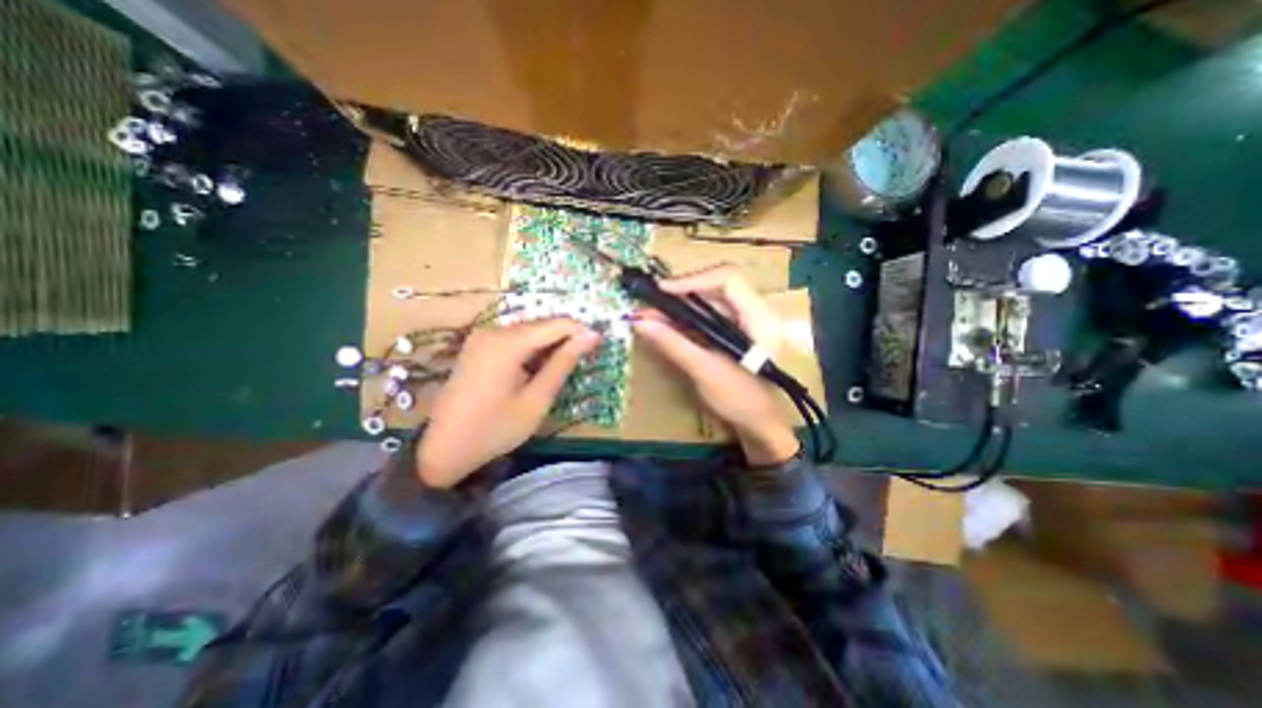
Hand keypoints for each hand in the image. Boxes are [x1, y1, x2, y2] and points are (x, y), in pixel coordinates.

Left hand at [416, 318, 601, 487]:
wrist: (444, 449)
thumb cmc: (495, 429)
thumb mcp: (537, 399)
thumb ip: (563, 363)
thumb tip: (591, 336)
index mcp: (506, 343)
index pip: (555, 324)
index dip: (581, 331)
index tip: (601, 343)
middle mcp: (492, 331)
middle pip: (541, 325)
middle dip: (566, 338)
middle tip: (586, 358)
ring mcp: (481, 337)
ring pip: (528, 331)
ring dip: (550, 344)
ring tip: (565, 366)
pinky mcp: (477, 346)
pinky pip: (514, 339)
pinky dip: (532, 349)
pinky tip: (539, 368)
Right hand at [630, 264, 796, 463]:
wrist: (759, 425)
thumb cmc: (741, 400)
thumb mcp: (705, 371)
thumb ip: (673, 344)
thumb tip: (639, 322)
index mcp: (760, 317)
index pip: (727, 280)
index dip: (693, 280)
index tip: (661, 291)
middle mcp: (755, 312)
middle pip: (715, 288)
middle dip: (680, 294)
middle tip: (649, 304)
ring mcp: (746, 322)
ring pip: (709, 303)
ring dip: (680, 308)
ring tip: (650, 315)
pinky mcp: (735, 332)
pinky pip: (709, 317)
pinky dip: (686, 320)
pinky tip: (666, 326)